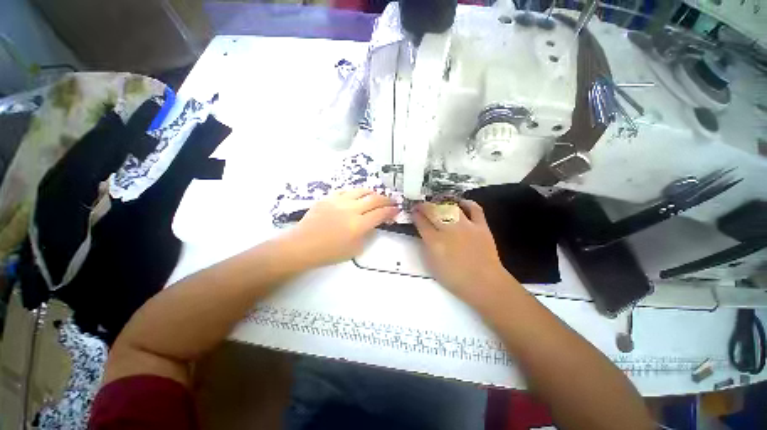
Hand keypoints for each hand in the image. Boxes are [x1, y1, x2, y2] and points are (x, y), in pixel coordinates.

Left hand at [281, 189, 398, 268]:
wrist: (302, 246)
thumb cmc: (329, 252)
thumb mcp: (355, 249)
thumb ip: (367, 234)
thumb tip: (373, 223)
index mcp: (358, 225)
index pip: (380, 213)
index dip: (391, 211)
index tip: (397, 209)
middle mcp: (351, 209)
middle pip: (374, 199)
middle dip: (386, 199)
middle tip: (391, 201)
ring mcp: (338, 201)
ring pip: (361, 191)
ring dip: (372, 193)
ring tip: (376, 196)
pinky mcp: (328, 198)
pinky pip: (346, 191)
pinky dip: (355, 193)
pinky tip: (357, 196)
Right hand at [413, 200, 511, 305]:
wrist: (484, 283)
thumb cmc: (455, 278)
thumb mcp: (432, 265)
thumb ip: (426, 247)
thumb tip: (425, 234)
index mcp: (435, 241)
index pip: (421, 222)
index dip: (415, 215)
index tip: (413, 212)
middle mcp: (449, 230)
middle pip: (433, 211)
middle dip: (424, 206)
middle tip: (420, 206)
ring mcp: (466, 226)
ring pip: (450, 207)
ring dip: (441, 203)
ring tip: (437, 204)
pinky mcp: (481, 226)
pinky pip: (475, 209)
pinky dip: (467, 203)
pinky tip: (461, 203)